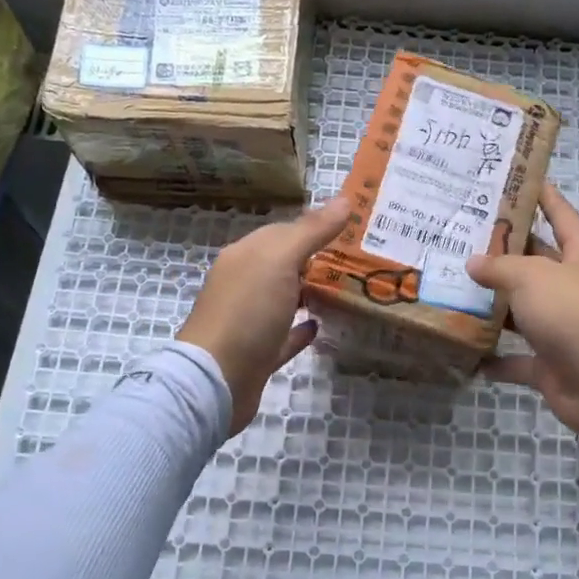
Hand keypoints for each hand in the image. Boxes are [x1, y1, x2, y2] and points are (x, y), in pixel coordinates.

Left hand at [179, 197, 350, 434]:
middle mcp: (244, 283)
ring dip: (310, 292)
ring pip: (285, 299)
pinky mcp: (258, 354)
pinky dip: (301, 329)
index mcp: (245, 256)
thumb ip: (311, 231)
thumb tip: (344, 199)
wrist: (217, 380)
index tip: (355, 229)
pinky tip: (320, 325)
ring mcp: (249, 320)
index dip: (316, 228)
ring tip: (349, 289)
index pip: (284, 232)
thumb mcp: (280, 261)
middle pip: (284, 265)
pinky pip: (284, 335)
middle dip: (317, 259)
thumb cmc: (247, 311)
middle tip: (362, 259)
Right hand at [466, 185, 578, 437]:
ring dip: (493, 307)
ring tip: (452, 291)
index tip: (522, 182)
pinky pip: (518, 360)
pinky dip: (495, 359)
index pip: (562, 217)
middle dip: (504, 254)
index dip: (545, 198)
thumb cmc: (575, 313)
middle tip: (462, 240)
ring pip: (523, 312)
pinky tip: (466, 353)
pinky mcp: (553, 365)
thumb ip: (500, 267)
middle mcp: (575, 289)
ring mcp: (565, 329)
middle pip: (537, 265)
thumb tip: (474, 263)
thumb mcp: (532, 277)